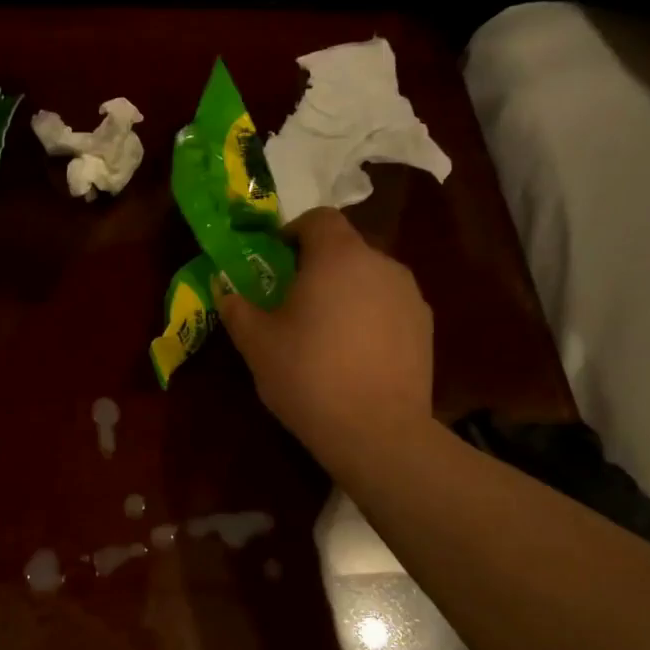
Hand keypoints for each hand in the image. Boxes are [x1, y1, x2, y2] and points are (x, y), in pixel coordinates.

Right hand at [216, 207, 436, 476]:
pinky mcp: (425, 326)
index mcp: (337, 257)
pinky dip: (370, 316)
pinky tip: (355, 354)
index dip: (293, 231)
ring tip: (326, 332)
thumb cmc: (308, 376)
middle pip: (346, 248)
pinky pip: (389, 306)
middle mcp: (380, 263)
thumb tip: (224, 290)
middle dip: (318, 266)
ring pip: (369, 278)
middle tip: (293, 301)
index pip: (318, 218)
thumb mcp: (257, 344)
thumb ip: (237, 308)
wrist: (377, 431)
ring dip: (346, 292)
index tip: (275, 258)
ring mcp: (409, 295)